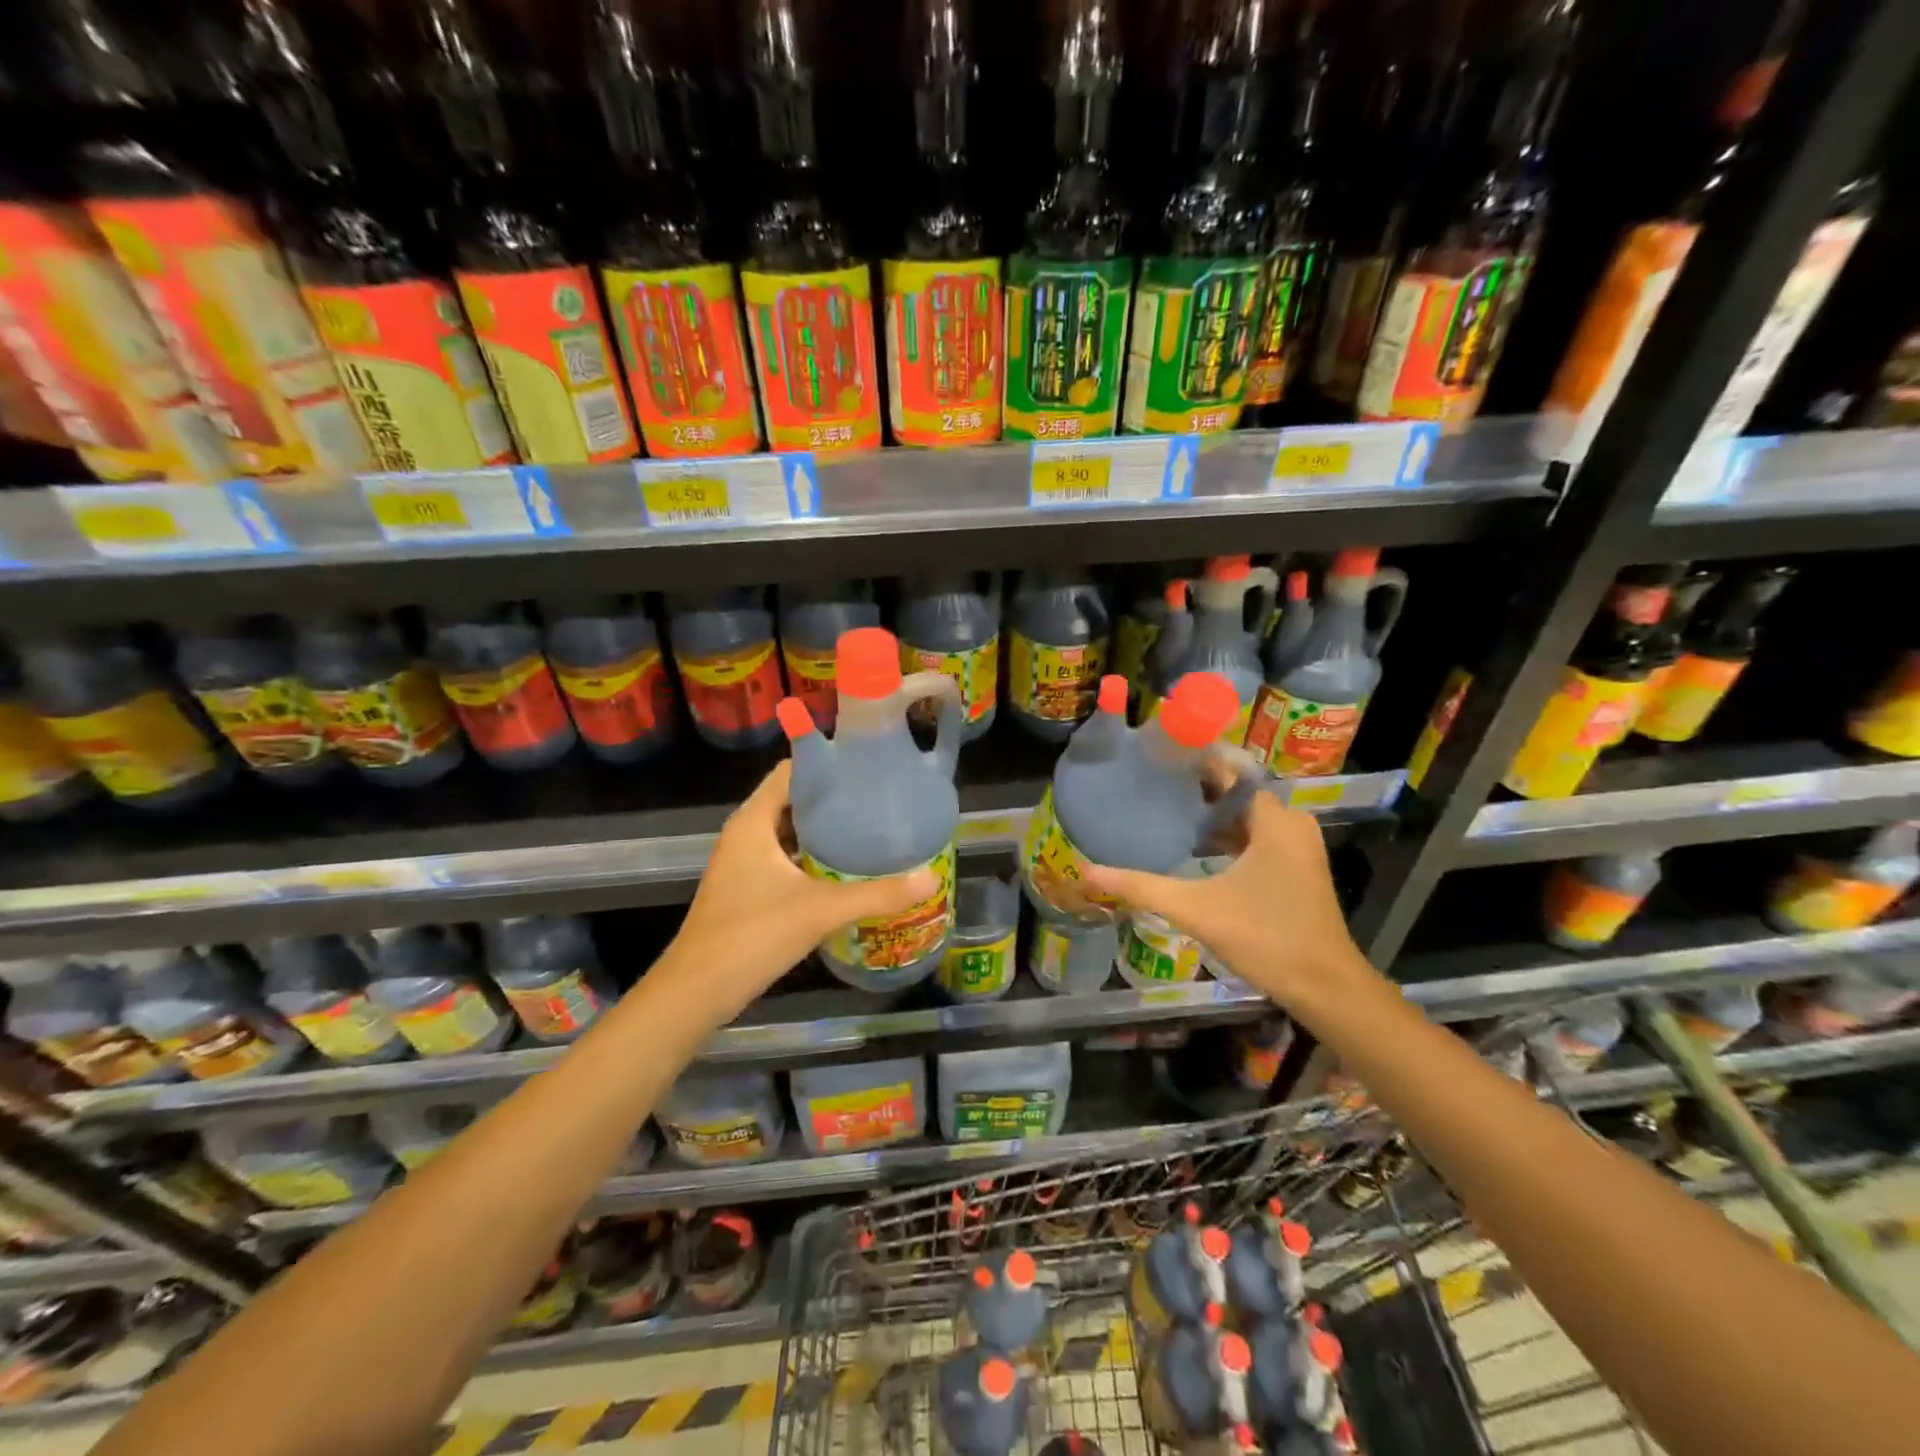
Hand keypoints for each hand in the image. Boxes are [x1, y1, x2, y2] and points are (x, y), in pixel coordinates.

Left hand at [660, 762, 937, 1024]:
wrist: (696, 993)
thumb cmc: (751, 936)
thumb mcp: (820, 910)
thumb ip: (876, 894)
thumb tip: (930, 877)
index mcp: (754, 822)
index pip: (791, 771)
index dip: (828, 762)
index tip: (868, 764)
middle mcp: (746, 834)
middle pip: (793, 800)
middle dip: (834, 798)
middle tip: (880, 798)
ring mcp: (744, 864)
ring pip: (790, 833)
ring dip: (825, 830)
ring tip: (871, 828)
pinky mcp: (747, 889)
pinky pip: (786, 859)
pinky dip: (813, 858)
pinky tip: (846, 869)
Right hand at [1082, 787, 1376, 1018]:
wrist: (1325, 987)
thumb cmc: (1267, 938)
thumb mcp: (1197, 910)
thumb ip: (1142, 887)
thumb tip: (1088, 872)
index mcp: (1275, 820)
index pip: (1231, 771)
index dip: (1194, 762)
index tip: (1156, 758)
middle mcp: (1291, 824)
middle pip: (1236, 792)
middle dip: (1196, 788)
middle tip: (1150, 784)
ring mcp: (1297, 846)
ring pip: (1246, 816)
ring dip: (1210, 813)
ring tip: (1164, 809)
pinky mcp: (1296, 867)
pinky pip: (1256, 835)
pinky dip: (1227, 835)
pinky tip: (1193, 845)